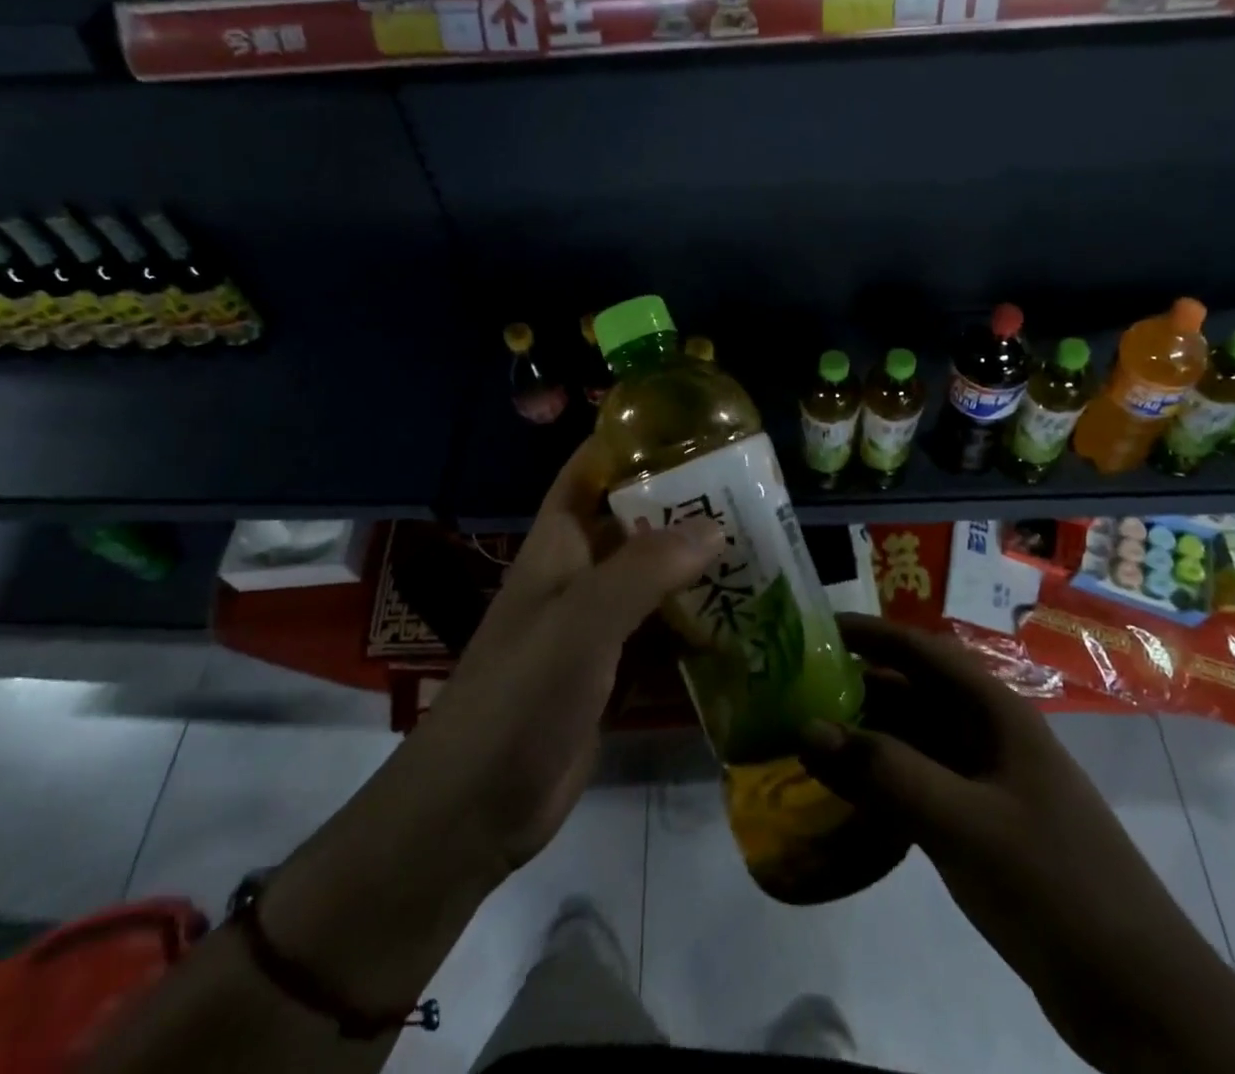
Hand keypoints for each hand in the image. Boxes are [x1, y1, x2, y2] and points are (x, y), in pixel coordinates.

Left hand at [396, 436, 723, 871]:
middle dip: (682, 507)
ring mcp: (594, 627)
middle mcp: (577, 575)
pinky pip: (658, 635)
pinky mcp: (610, 674)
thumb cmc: (521, 693)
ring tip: (759, 551)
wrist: (475, 807)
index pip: (589, 471)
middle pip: (633, 524)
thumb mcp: (583, 620)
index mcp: (558, 544)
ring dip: (695, 568)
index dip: (628, 443)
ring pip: (651, 580)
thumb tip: (716, 528)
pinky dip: (693, 626)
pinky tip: (740, 624)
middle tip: (750, 495)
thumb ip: (647, 570)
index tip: (689, 428)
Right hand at [799, 615, 1234, 1073]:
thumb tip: (805, 727)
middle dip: (857, 687)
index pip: (923, 651)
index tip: (815, 627)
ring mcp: (988, 782)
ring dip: (866, 737)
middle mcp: (990, 736)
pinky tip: (846, 795)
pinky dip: (883, 782)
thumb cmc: (1055, 884)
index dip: (871, 633)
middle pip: (913, 694)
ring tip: (807, 739)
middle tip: (794, 691)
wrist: (1140, 998)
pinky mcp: (982, 826)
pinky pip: (921, 784)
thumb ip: (885, 772)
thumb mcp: (964, 824)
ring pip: (914, 741)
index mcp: (996, 713)